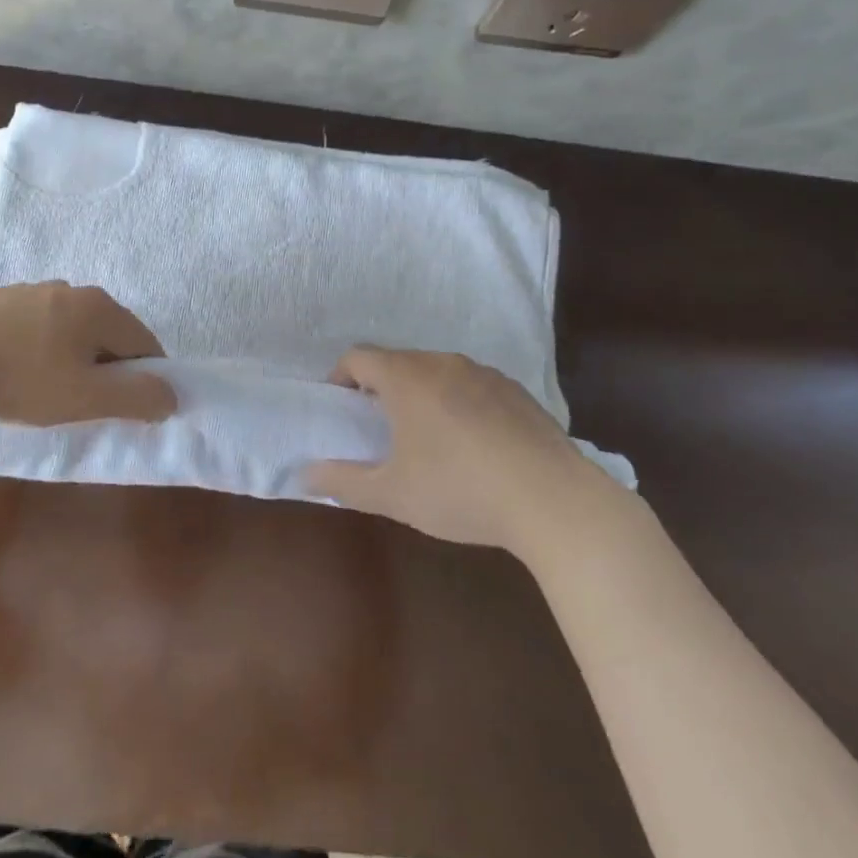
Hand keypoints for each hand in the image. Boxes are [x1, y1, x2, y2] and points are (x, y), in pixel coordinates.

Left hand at [0, 281, 175, 425]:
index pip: (143, 342)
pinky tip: (17, 371)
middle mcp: (70, 288)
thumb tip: (172, 396)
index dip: (146, 376)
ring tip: (48, 390)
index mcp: (98, 307)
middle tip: (88, 402)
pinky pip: (36, 325)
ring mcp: (30, 289)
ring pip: (70, 328)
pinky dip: (40, 348)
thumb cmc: (22, 378)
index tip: (130, 406)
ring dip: (72, 357)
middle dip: (107, 367)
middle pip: (106, 332)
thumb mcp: (86, 398)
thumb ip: (136, 398)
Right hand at [305, 347, 628, 550]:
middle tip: (381, 430)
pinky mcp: (517, 391)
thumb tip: (305, 475)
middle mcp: (443, 362)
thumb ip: (342, 482)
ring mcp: (485, 373)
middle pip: (398, 362)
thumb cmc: (459, 491)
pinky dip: (459, 404)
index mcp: (407, 378)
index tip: (342, 409)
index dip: (341, 377)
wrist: (553, 500)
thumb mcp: (392, 495)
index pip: (358, 356)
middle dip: (381, 388)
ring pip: (437, 372)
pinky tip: (474, 447)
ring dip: (422, 395)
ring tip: (428, 440)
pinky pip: (472, 386)